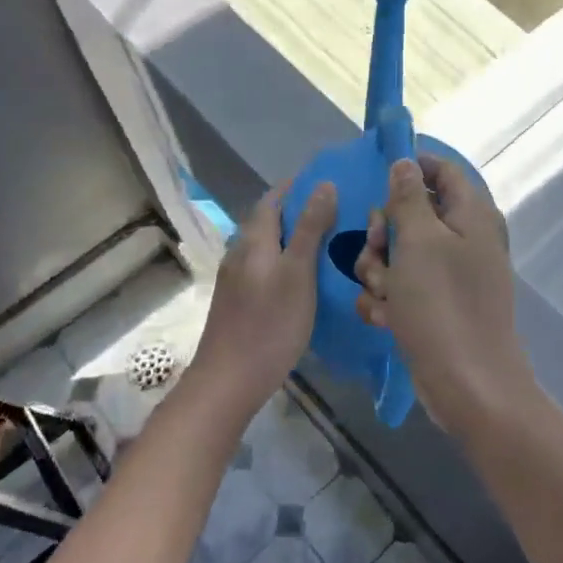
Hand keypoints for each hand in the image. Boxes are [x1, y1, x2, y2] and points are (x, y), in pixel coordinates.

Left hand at [187, 180, 336, 417]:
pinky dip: (283, 261)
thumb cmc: (269, 325)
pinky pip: (263, 268)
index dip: (295, 187)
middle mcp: (239, 253)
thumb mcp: (298, 273)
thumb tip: (324, 184)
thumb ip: (310, 229)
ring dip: (290, 237)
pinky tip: (301, 279)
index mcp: (253, 241)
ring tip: (324, 243)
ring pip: (264, 246)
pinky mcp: (237, 302)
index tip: (326, 182)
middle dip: (296, 211)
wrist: (228, 381)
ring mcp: (235, 280)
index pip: (272, 199)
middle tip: (334, 213)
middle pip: (266, 221)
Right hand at [354, 156, 534, 430]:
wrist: (467, 385)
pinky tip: (385, 318)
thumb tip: (406, 162)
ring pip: (399, 254)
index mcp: (470, 215)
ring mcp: (450, 276)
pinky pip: (402, 288)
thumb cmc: (442, 304)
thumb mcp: (418, 241)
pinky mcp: (436, 307)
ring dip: (380, 271)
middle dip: (384, 232)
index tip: (377, 181)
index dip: (410, 169)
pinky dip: (388, 300)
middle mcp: (463, 240)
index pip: (442, 171)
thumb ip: (409, 197)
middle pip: (412, 214)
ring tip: (382, 294)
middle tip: (377, 248)